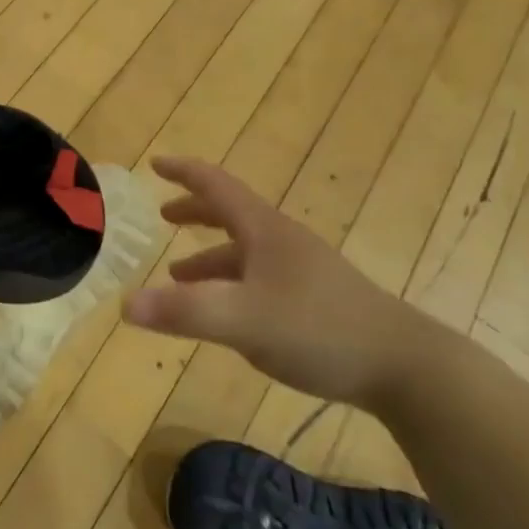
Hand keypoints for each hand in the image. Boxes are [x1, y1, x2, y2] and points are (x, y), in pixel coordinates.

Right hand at [122, 156, 440, 410]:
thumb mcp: (243, 320)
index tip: (156, 162)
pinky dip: (230, 283)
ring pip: (244, 251)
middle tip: (164, 215)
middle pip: (231, 213)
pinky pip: (259, 278)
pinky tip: (227, 313)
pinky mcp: (315, 300)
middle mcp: (282, 241)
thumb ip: (183, 312)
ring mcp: (302, 270)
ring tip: (178, 275)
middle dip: (195, 211)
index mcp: (264, 230)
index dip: (184, 172)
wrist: (405, 366)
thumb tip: (123, 303)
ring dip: (209, 256)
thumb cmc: (319, 329)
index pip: (216, 185)